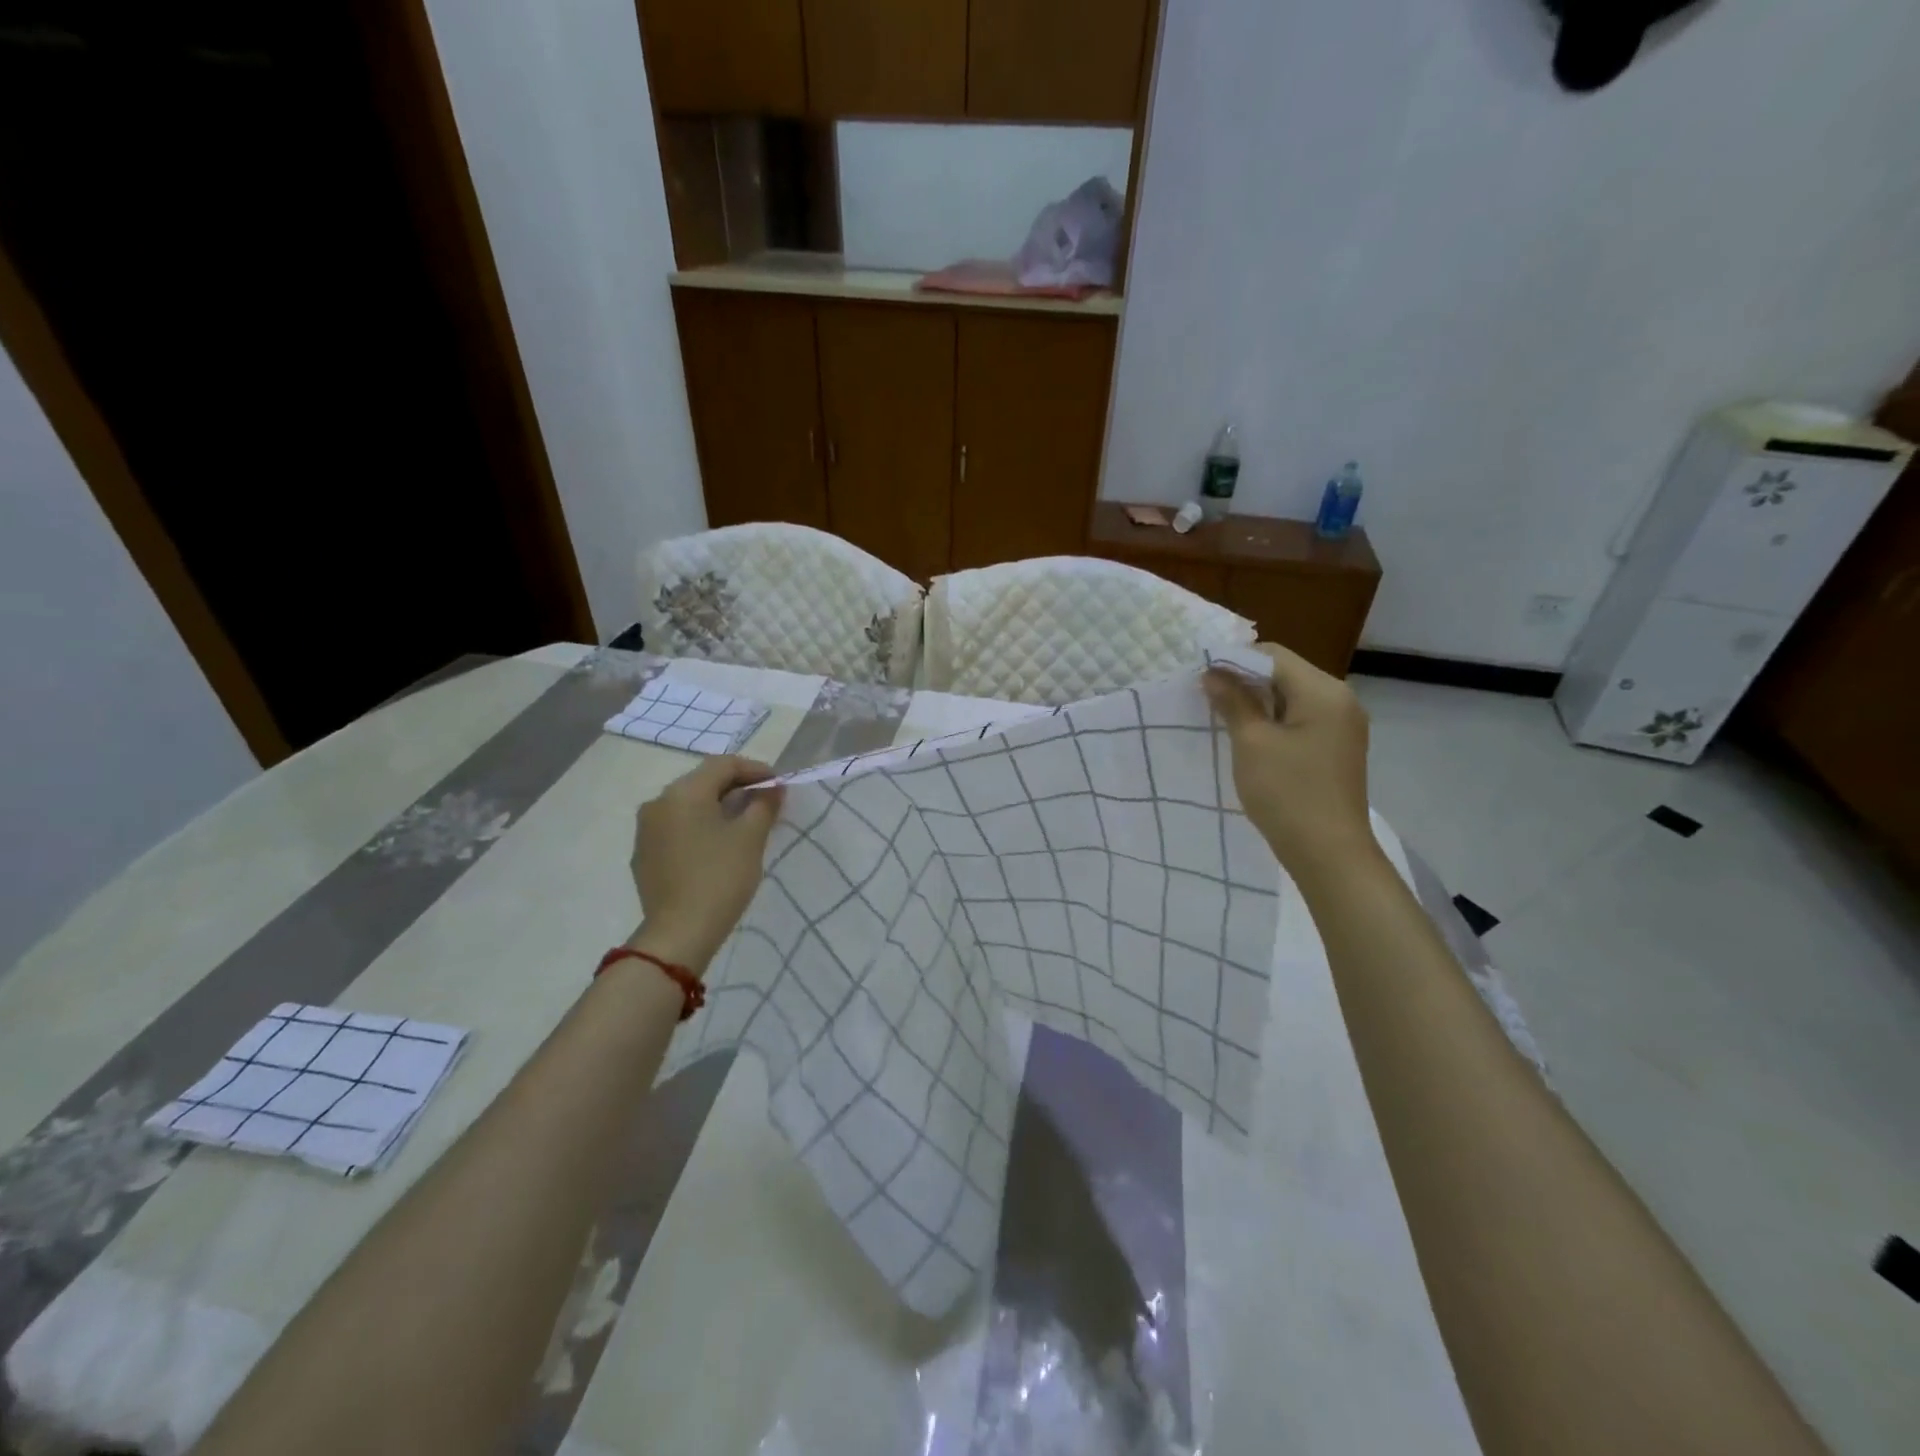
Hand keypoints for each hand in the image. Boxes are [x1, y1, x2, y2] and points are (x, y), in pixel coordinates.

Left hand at [629, 756, 783, 971]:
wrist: (679, 933)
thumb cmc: (720, 877)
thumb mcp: (751, 837)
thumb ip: (764, 804)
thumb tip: (773, 787)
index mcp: (683, 792)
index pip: (723, 765)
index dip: (755, 769)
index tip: (779, 784)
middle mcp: (658, 802)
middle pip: (703, 782)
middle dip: (737, 787)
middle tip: (766, 802)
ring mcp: (646, 829)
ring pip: (689, 805)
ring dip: (718, 807)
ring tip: (745, 823)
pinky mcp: (644, 854)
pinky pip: (677, 827)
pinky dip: (700, 826)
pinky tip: (718, 846)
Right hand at [1204, 643, 1379, 882]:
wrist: (1328, 853)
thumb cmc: (1287, 793)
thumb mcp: (1251, 743)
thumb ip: (1233, 701)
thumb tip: (1212, 673)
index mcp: (1324, 691)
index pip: (1273, 655)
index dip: (1234, 661)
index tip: (1201, 679)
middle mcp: (1340, 700)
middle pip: (1284, 674)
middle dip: (1244, 682)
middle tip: (1207, 700)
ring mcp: (1342, 726)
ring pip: (1291, 698)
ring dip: (1257, 704)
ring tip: (1223, 720)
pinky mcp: (1336, 748)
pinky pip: (1300, 720)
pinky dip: (1273, 723)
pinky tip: (1250, 740)